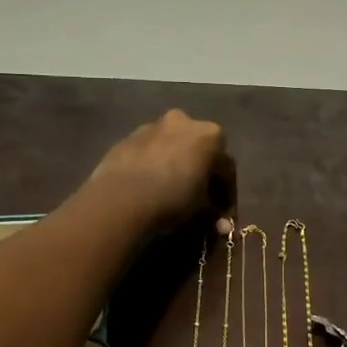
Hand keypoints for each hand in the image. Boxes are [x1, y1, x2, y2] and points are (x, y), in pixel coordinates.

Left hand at [88, 110, 235, 233]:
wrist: (120, 198)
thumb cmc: (172, 200)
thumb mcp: (201, 210)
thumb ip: (214, 212)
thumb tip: (221, 224)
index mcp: (210, 135)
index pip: (226, 167)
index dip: (225, 192)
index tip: (221, 211)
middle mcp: (184, 121)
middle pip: (198, 149)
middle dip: (200, 171)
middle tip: (197, 197)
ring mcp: (152, 126)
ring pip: (172, 147)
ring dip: (175, 164)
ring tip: (169, 190)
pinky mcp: (127, 137)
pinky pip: (149, 152)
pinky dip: (153, 164)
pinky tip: (148, 185)